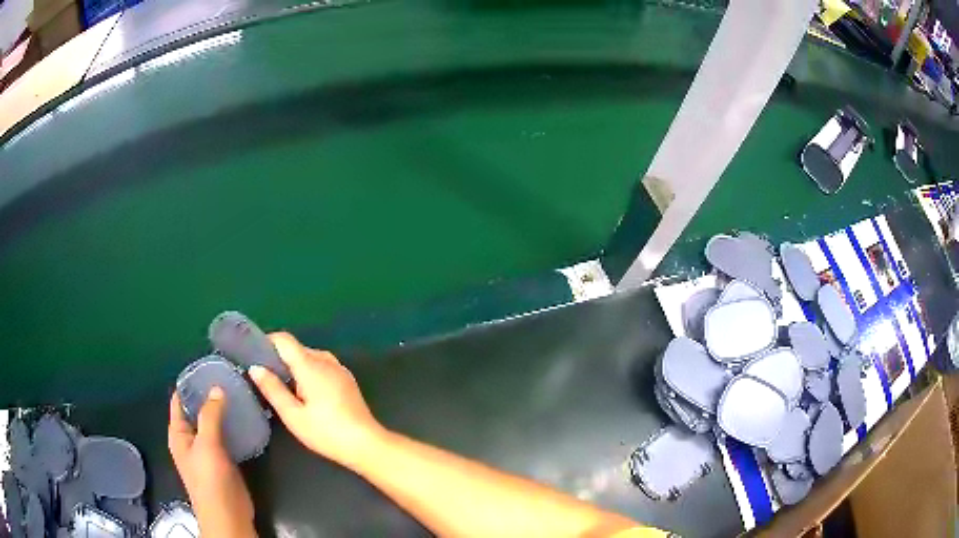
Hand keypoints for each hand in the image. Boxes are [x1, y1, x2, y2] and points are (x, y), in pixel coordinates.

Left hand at [168, 389, 255, 537]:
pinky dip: (231, 424)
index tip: (206, 366)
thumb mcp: (207, 445)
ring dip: (221, 409)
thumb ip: (210, 416)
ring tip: (237, 391)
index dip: (189, 383)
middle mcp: (190, 438)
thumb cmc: (210, 480)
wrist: (228, 515)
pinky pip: (225, 435)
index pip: (179, 400)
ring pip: (212, 422)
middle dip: (208, 394)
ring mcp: (208, 449)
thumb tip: (217, 388)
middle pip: (196, 410)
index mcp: (179, 433)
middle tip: (227, 376)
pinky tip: (243, 416)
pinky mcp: (224, 459)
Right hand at [249, 332, 385, 468]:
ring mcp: (339, 369)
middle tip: (263, 376)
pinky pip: (322, 366)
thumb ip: (272, 389)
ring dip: (295, 366)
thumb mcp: (293, 415)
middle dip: (279, 358)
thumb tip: (255, 368)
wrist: (366, 444)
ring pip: (310, 357)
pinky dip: (309, 372)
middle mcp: (326, 360)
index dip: (267, 342)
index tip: (252, 354)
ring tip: (281, 386)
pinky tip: (304, 392)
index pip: (284, 339)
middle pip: (297, 348)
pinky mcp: (347, 380)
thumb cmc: (326, 432)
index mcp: (311, 365)